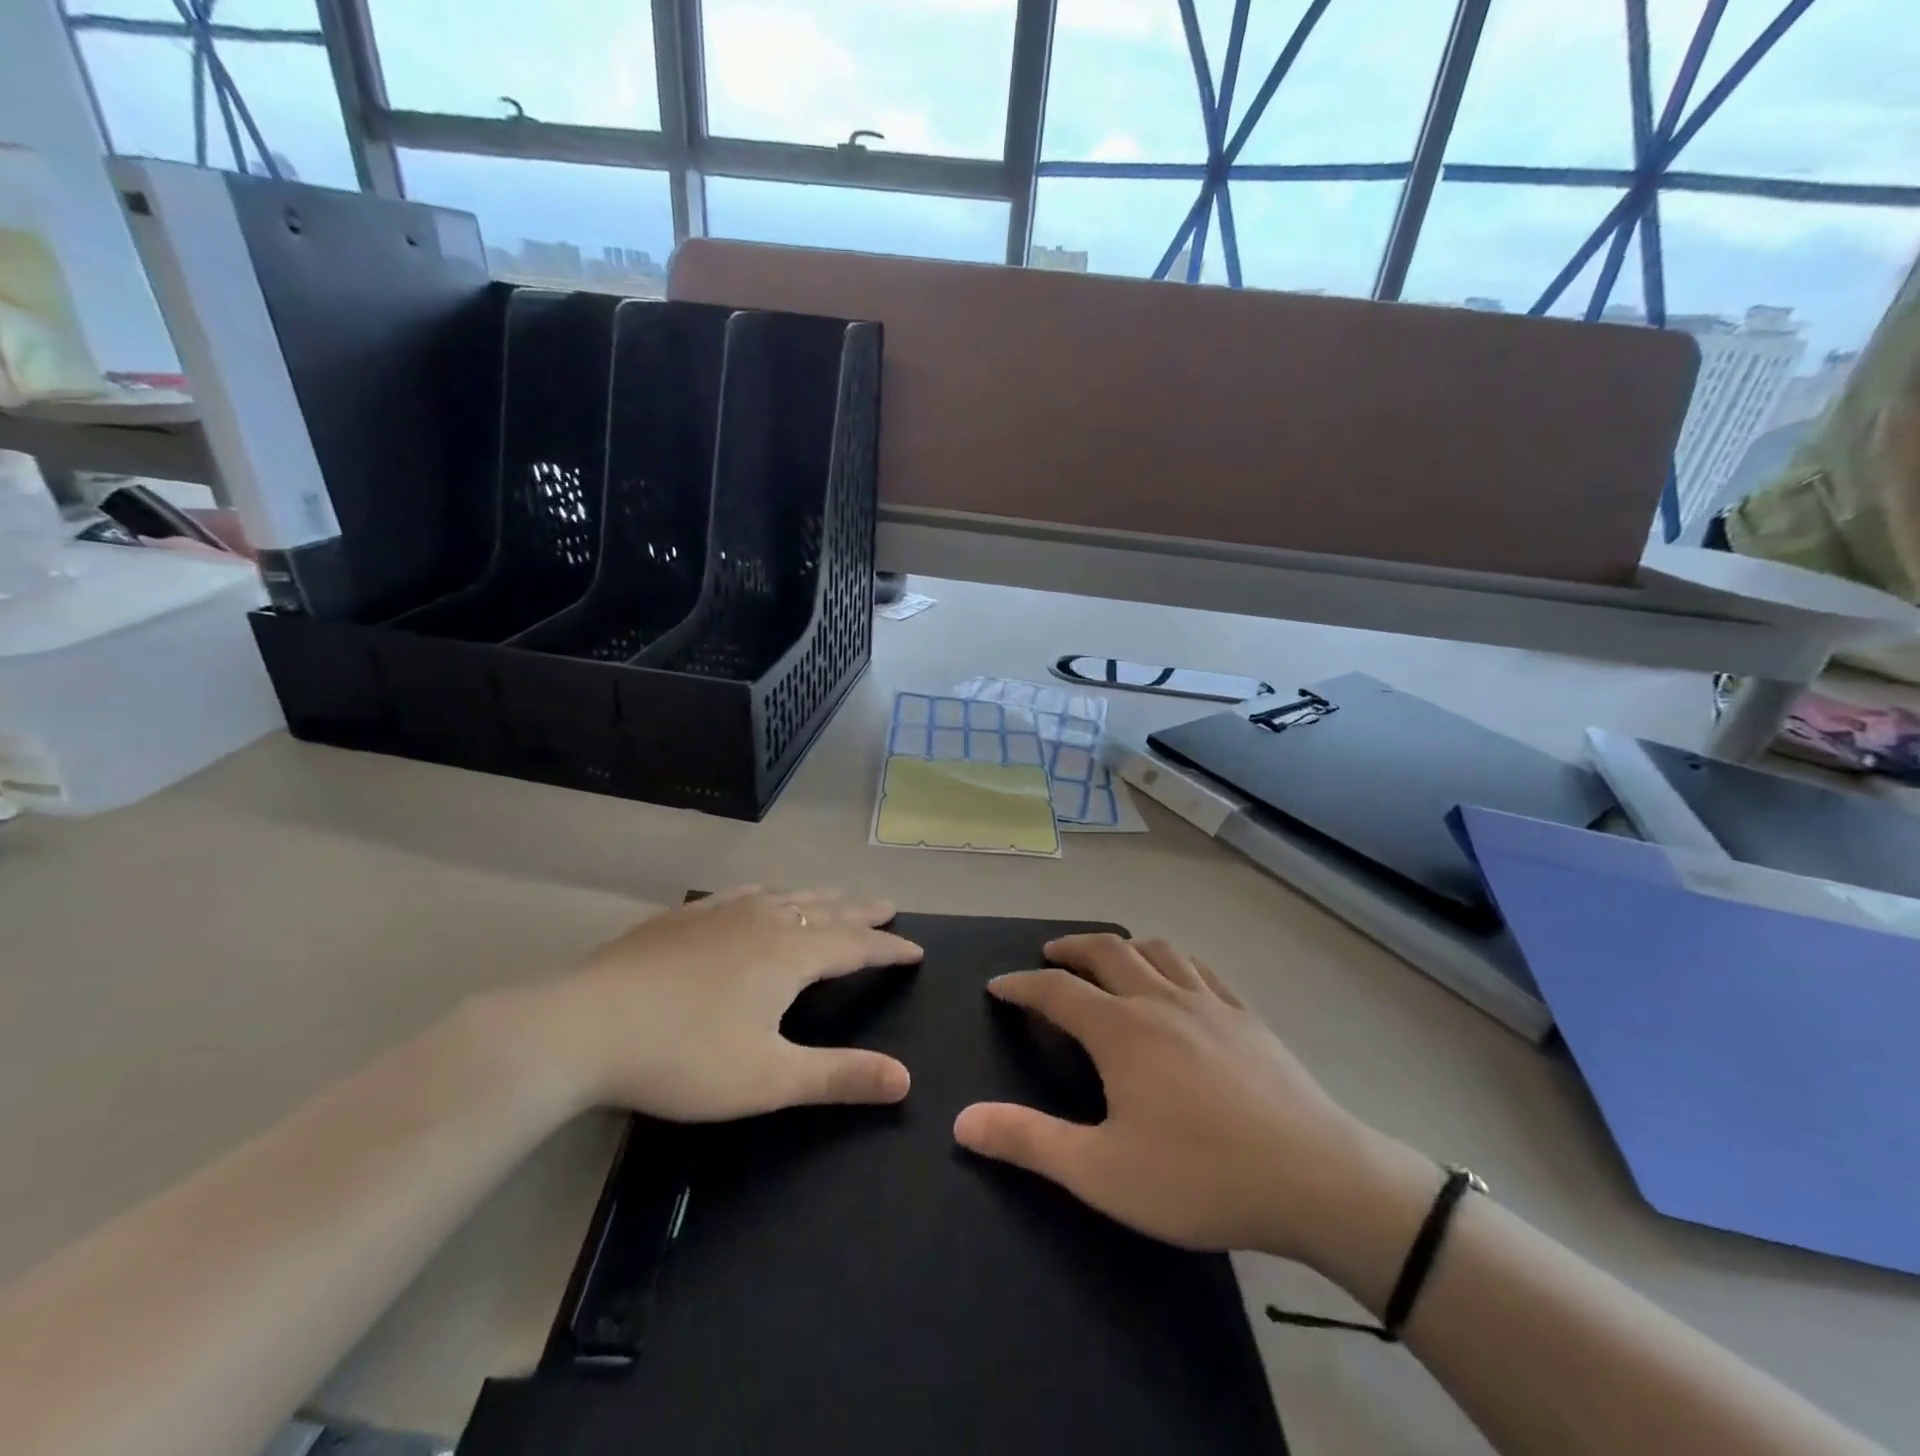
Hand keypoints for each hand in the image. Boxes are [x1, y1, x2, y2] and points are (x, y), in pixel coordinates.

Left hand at [510, 888, 922, 1121]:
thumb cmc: (684, 1056)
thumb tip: (905, 1079)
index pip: (855, 944)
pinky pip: (741, 893)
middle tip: (888, 907)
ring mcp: (719, 912)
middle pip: (825, 909)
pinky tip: (758, 894)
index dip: (889, 948)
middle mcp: (763, 920)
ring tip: (836, 896)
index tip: (917, 950)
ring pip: (784, 895)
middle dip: (861, 912)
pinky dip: (767, 893)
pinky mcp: (682, 916)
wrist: (581, 1027)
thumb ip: (840, 1076)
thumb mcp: (769, 1079)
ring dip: (818, 897)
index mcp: (790, 954)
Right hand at [953, 934, 1423, 1262]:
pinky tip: (1176, 977)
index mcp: (1121, 1030)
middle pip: (1106, 952)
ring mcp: (1208, 1002)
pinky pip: (1199, 967)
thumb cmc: (1200, 1177)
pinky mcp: (1246, 1014)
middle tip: (1048, 957)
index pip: (1056, 991)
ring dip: (1121, 945)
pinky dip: (1172, 960)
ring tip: (1107, 958)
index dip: (1021, 985)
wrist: (1316, 1179)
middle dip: (1069, 949)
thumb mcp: (1103, 1172)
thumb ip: (1029, 1141)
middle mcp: (1159, 999)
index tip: (998, 986)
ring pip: (1155, 950)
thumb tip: (962, 1120)